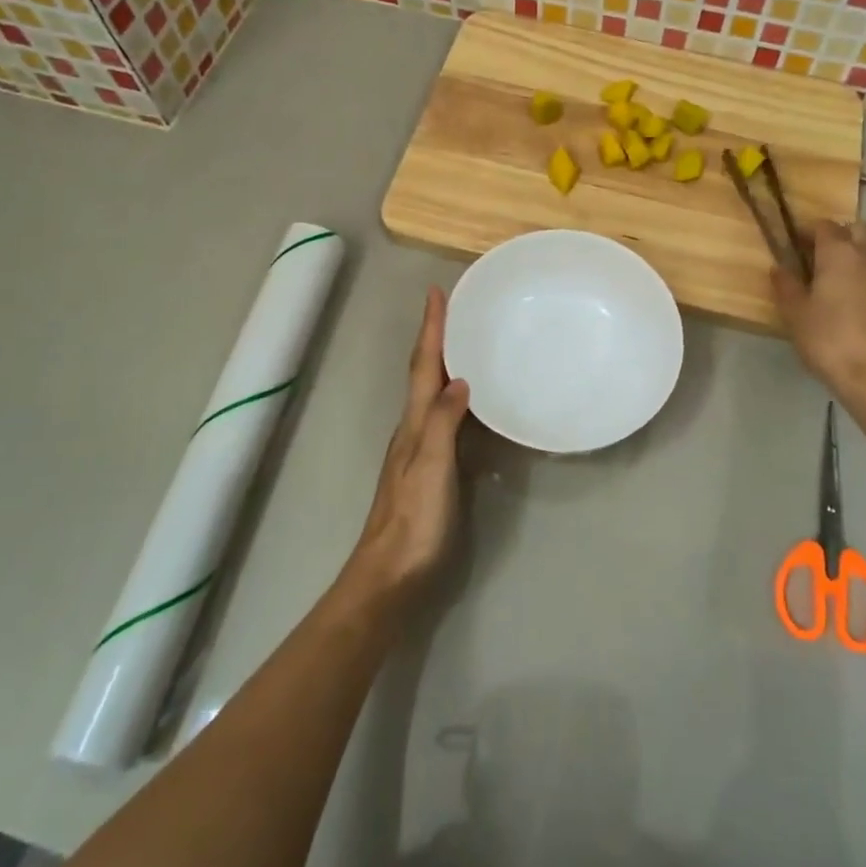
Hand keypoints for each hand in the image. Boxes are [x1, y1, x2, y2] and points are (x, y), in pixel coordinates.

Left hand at [350, 287, 470, 596]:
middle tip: (456, 310)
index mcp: (413, 423)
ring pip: (434, 394)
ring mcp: (421, 449)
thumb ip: (443, 422)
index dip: (430, 329)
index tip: (437, 292)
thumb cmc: (414, 519)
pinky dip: (457, 398)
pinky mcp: (433, 469)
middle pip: (425, 373)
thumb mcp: (430, 466)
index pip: (423, 365)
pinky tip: (473, 403)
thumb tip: (459, 378)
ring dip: (446, 364)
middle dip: (438, 338)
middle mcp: (414, 428)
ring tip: (468, 344)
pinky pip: (446, 418)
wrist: (392, 574)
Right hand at [772, 220, 865, 399]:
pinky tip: (851, 305)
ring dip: (853, 258)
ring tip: (832, 283)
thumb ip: (786, 285)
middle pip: (856, 229)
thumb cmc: (829, 338)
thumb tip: (779, 267)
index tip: (791, 244)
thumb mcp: (795, 313)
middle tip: (816, 257)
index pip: (824, 225)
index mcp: (839, 253)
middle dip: (837, 236)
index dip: (806, 231)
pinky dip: (865, 280)